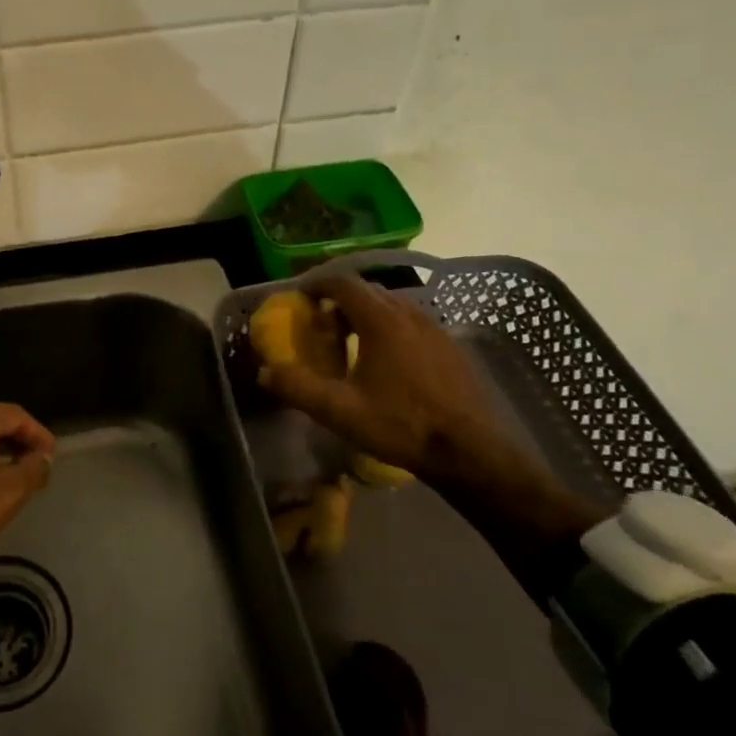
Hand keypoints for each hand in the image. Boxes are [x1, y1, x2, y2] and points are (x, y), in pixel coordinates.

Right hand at [256, 277, 605, 594]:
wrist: (471, 452)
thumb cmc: (401, 425)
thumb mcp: (340, 411)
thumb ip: (298, 387)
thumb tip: (265, 372)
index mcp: (381, 319)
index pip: (343, 283)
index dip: (318, 285)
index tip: (301, 300)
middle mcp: (409, 313)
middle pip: (368, 291)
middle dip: (340, 300)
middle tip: (322, 325)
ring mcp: (435, 329)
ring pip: (392, 306)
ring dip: (366, 314)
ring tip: (352, 343)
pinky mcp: (451, 347)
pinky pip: (412, 323)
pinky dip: (390, 328)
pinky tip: (387, 363)